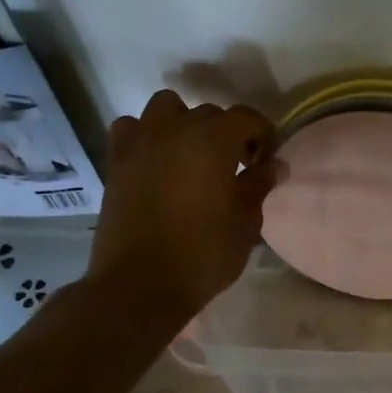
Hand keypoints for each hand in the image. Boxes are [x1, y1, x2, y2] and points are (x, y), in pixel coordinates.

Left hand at [86, 90, 277, 326]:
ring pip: (166, 107)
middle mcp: (176, 129)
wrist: (139, 285)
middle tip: (236, 167)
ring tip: (192, 154)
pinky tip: (155, 160)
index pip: (247, 118)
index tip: (266, 162)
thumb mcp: (245, 223)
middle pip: (209, 113)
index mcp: (214, 140)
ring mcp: (142, 142)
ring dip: (184, 122)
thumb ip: (259, 185)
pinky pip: (131, 129)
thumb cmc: (202, 254)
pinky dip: (145, 135)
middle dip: (228, 134)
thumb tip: (274, 164)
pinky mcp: (117, 162)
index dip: (263, 135)